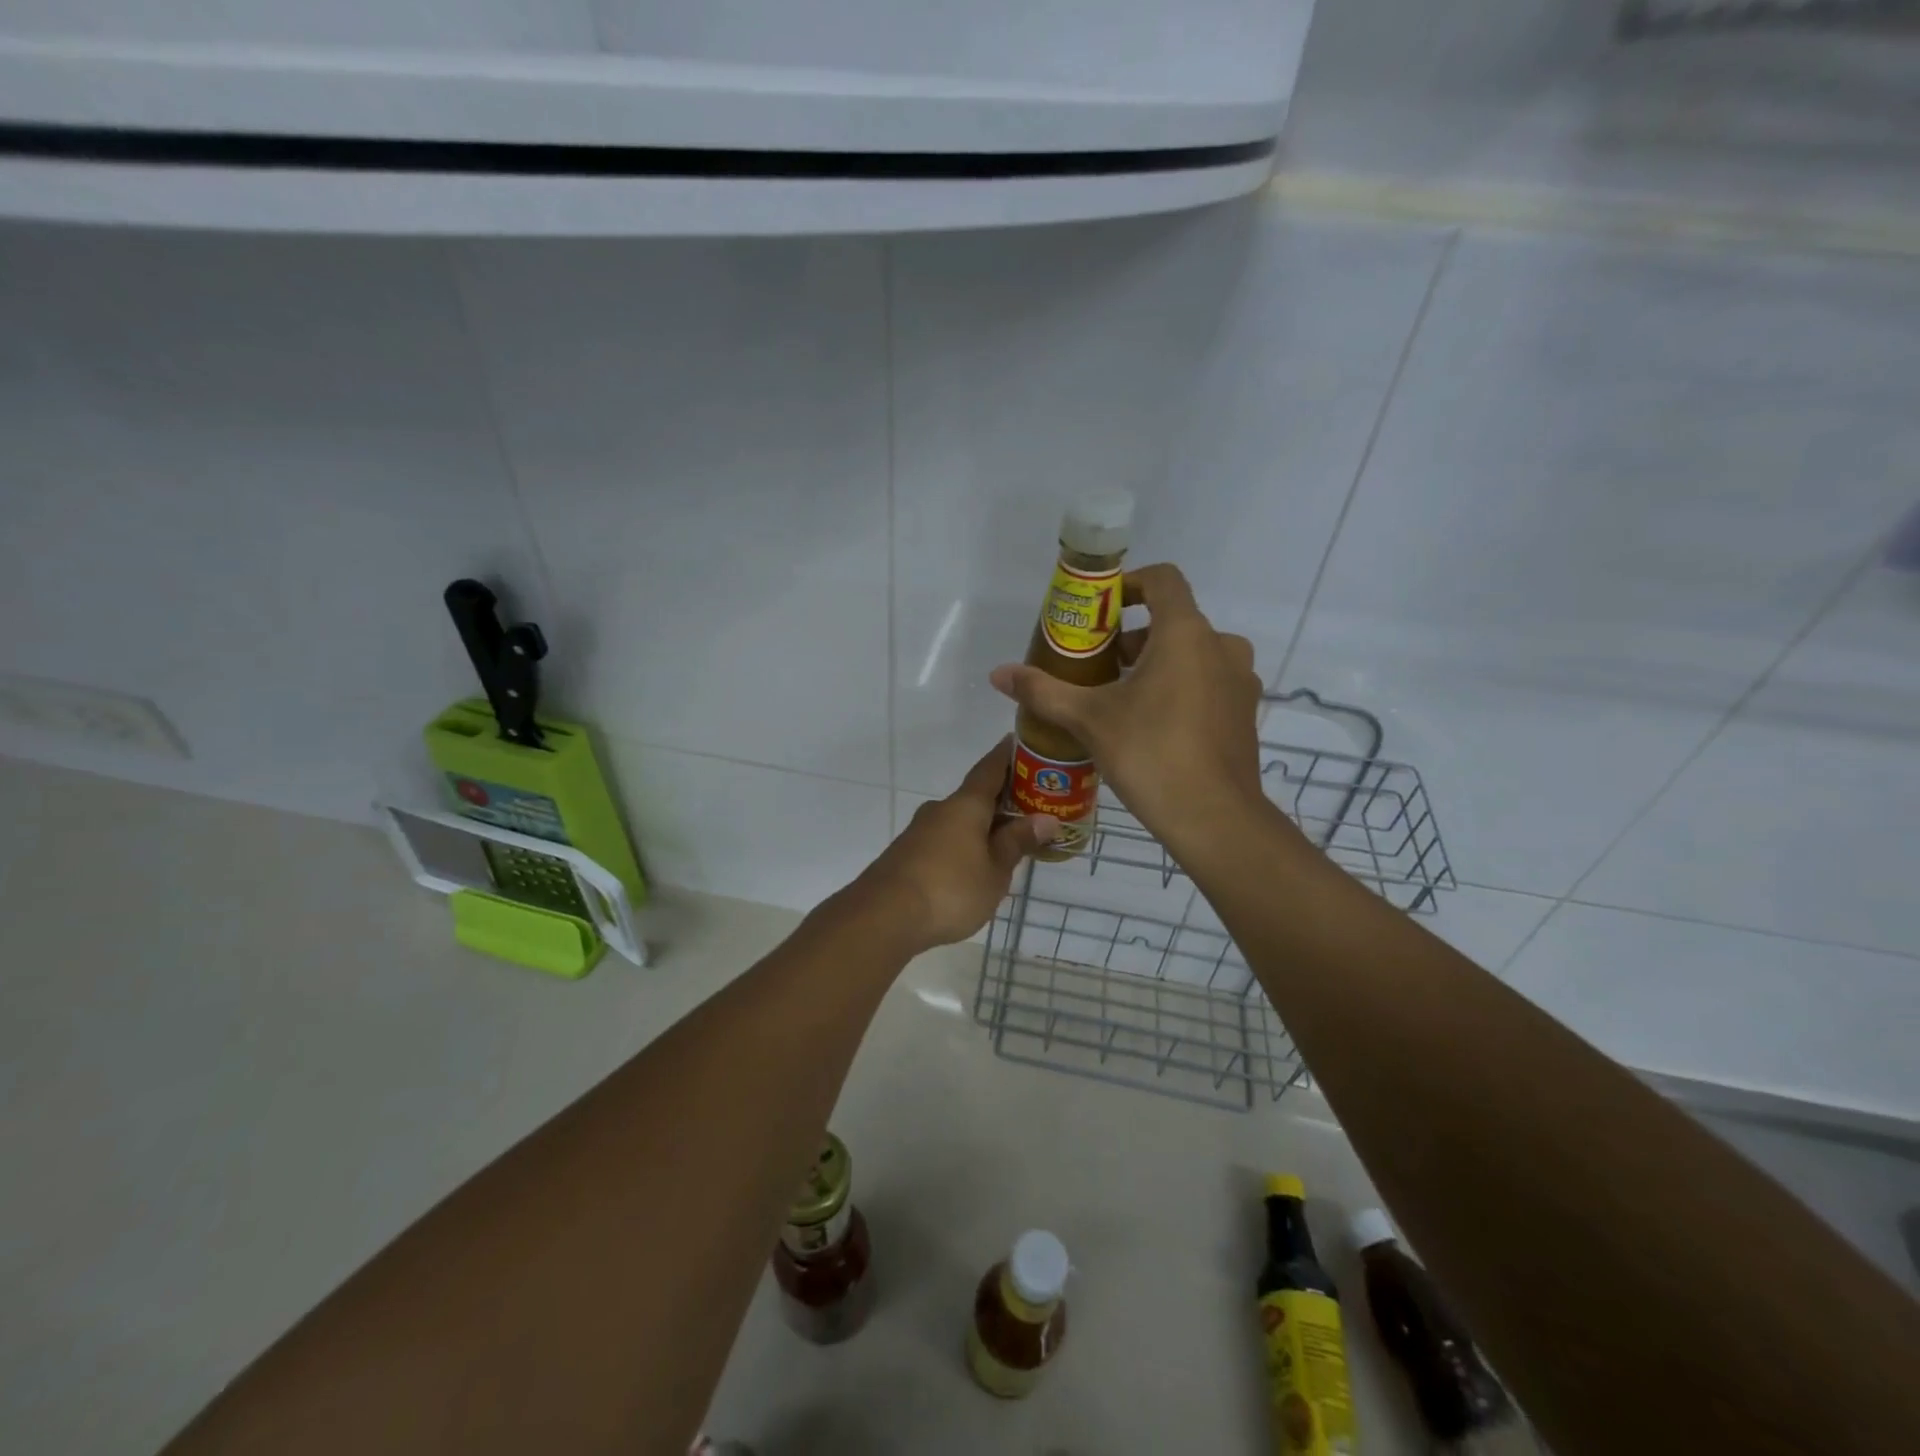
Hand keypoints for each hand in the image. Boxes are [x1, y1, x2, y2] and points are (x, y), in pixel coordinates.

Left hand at [851, 738, 1059, 951]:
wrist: (884, 916)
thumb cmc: (950, 889)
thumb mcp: (994, 871)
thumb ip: (1017, 843)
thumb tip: (1046, 819)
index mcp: (965, 805)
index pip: (989, 769)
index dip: (1006, 756)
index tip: (1017, 741)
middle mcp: (940, 810)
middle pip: (975, 796)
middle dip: (1001, 799)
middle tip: (1030, 805)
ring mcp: (919, 832)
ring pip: (958, 820)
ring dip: (981, 825)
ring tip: (1007, 840)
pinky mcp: (907, 855)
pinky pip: (944, 840)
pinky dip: (964, 844)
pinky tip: (974, 865)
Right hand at [989, 563, 1264, 847]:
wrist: (1214, 818)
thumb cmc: (1150, 754)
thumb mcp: (1089, 720)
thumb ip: (1044, 691)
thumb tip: (998, 674)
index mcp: (1185, 634)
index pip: (1163, 579)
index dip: (1130, 584)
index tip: (1100, 610)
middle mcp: (1221, 647)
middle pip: (1174, 621)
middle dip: (1134, 637)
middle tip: (1099, 667)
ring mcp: (1240, 682)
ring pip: (1194, 655)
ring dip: (1158, 664)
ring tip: (1121, 699)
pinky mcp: (1245, 714)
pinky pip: (1209, 684)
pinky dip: (1181, 688)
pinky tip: (1153, 727)